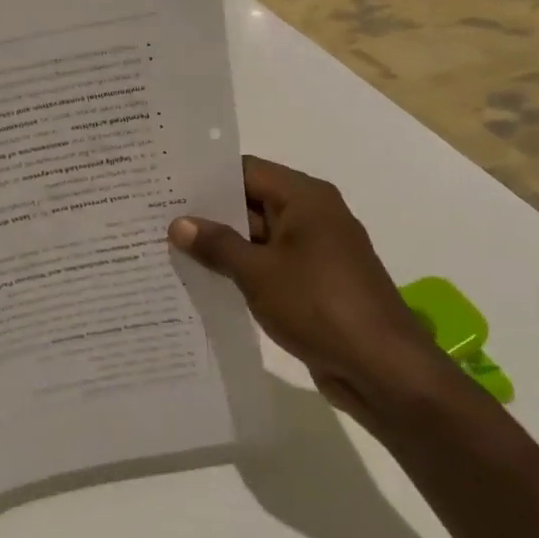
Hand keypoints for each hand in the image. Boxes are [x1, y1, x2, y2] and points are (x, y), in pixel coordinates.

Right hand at [169, 156, 453, 419]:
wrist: (381, 367)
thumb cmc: (319, 305)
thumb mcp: (258, 273)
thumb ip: (217, 245)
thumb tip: (179, 223)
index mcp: (305, 198)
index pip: (247, 171)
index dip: (207, 177)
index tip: (166, 184)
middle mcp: (313, 216)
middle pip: (252, 202)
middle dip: (208, 213)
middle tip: (157, 217)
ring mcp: (315, 251)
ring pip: (259, 237)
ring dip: (222, 245)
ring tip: (170, 249)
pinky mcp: (314, 283)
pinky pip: (270, 266)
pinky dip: (242, 270)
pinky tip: (204, 280)